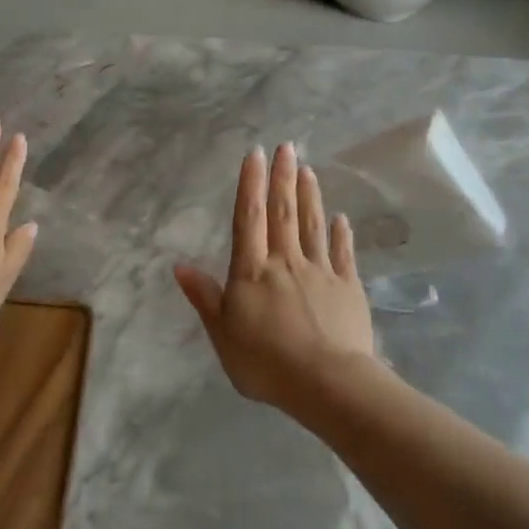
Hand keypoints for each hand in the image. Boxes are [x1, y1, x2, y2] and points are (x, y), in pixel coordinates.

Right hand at [174, 143, 376, 411]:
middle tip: (287, 146)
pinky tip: (341, 218)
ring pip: (313, 226)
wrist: (326, 383)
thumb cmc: (265, 362)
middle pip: (283, 213)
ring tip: (308, 170)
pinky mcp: (348, 288)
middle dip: (283, 178)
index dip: (250, 184)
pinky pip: (343, 254)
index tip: (256, 154)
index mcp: (252, 271)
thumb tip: (180, 266)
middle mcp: (286, 262)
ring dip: (309, 196)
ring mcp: (321, 272)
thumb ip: (205, 297)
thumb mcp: (222, 333)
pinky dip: (341, 234)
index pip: (248, 219)